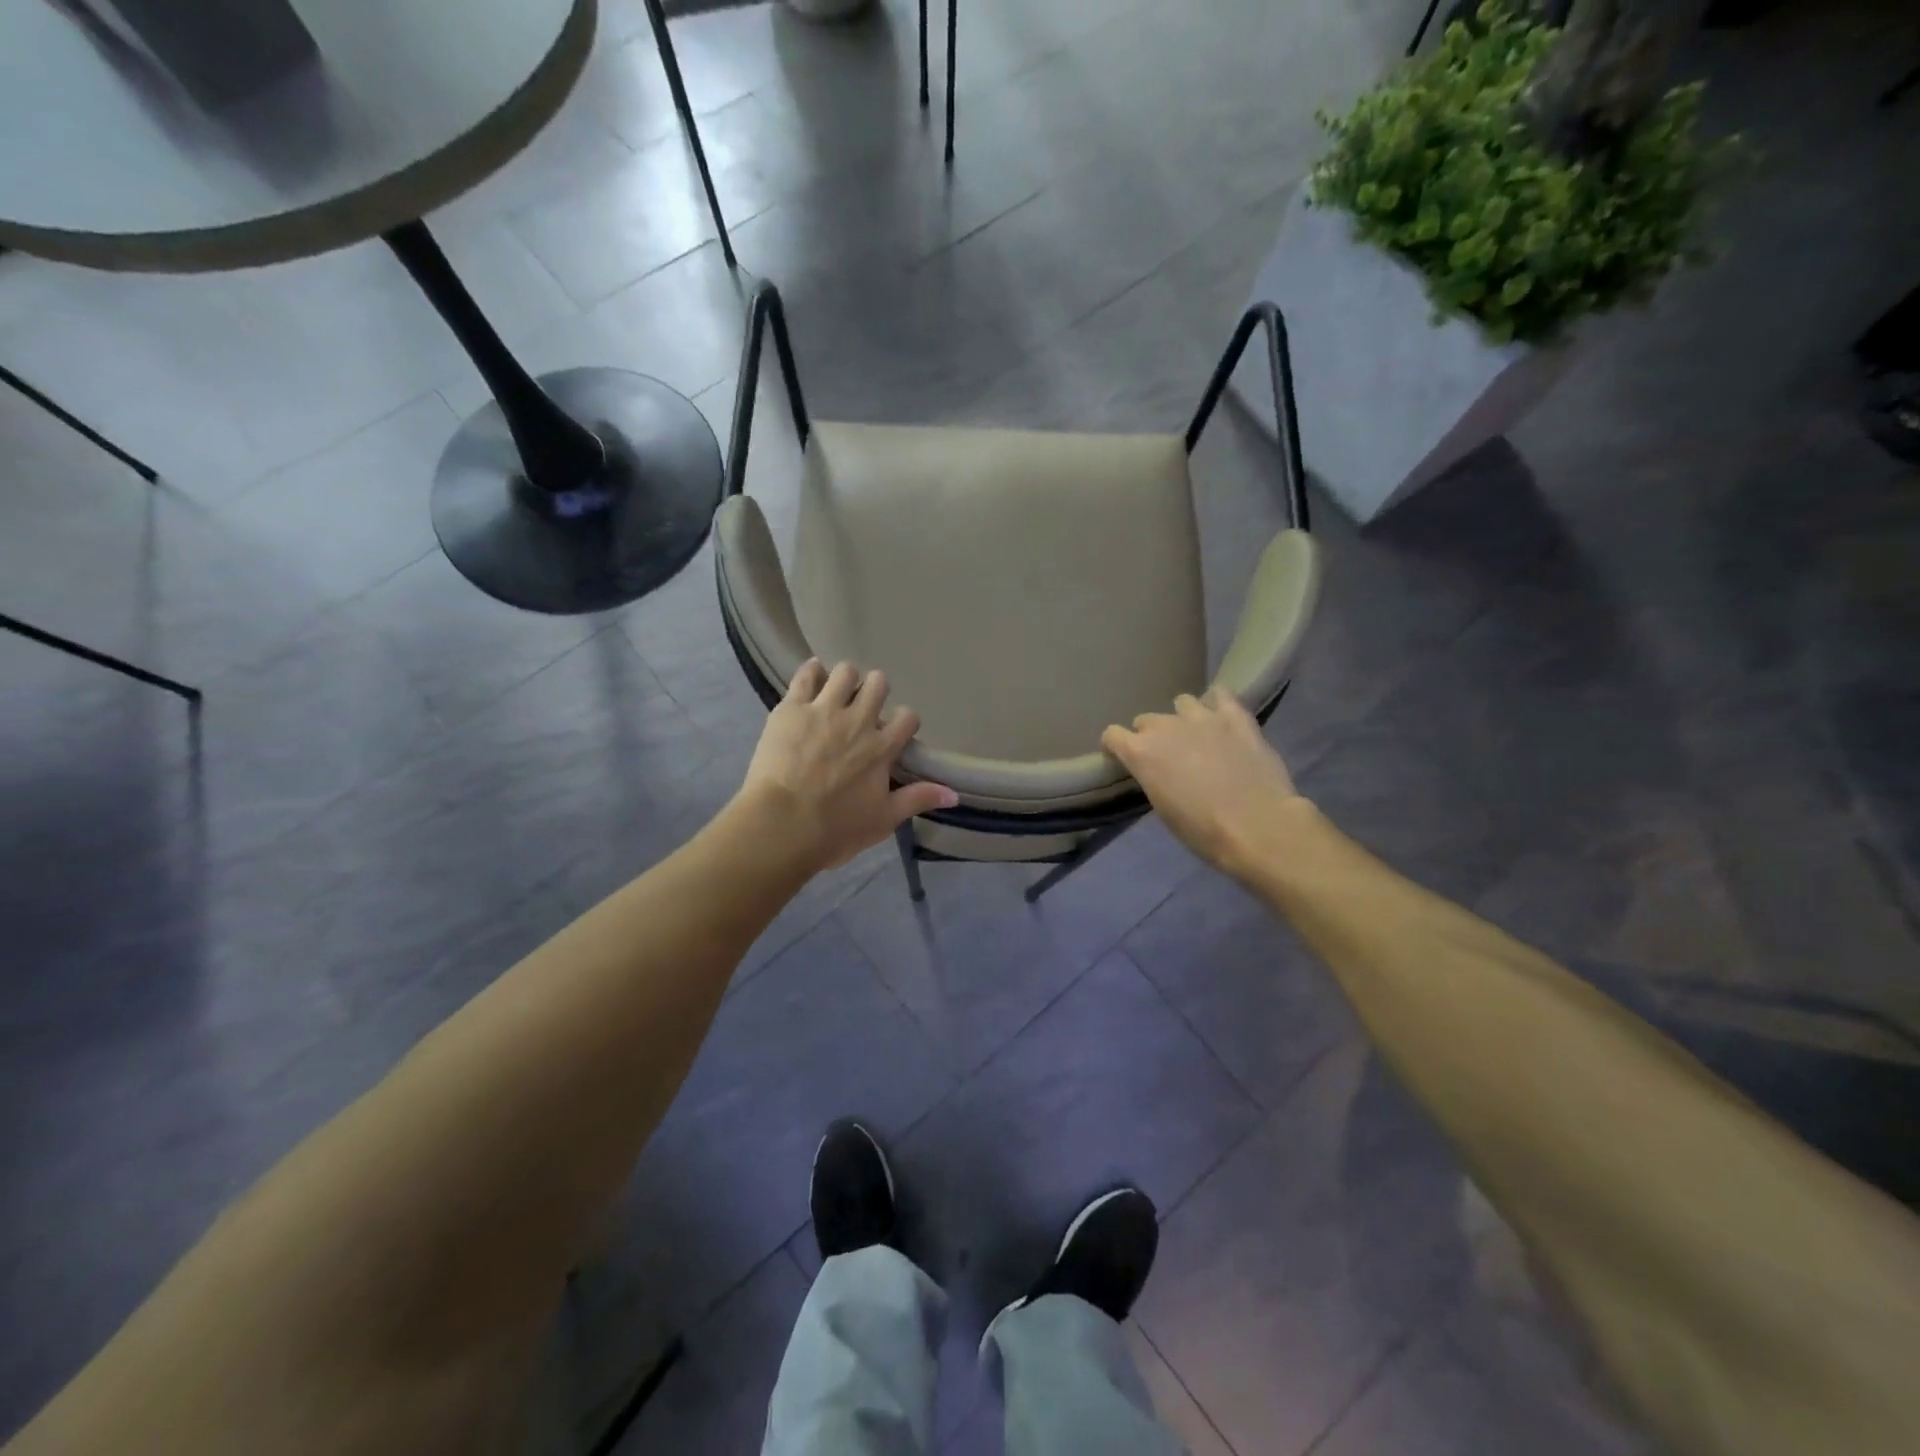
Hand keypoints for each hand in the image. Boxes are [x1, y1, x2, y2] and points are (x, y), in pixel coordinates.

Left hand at [737, 659, 956, 872]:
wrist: (782, 825)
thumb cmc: (836, 828)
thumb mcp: (883, 820)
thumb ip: (918, 800)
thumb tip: (954, 794)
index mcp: (882, 748)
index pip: (907, 717)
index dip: (904, 721)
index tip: (894, 731)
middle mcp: (858, 721)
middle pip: (878, 684)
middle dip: (875, 690)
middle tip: (864, 707)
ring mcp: (824, 710)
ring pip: (845, 672)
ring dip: (846, 679)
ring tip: (837, 692)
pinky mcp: (792, 708)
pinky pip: (806, 675)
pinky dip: (813, 672)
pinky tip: (813, 676)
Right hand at [1102, 687, 1305, 877]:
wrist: (1257, 826)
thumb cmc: (1203, 830)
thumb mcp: (1163, 809)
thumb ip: (1154, 778)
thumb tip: (1159, 771)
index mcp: (1141, 753)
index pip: (1112, 735)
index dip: (1116, 747)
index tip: (1123, 760)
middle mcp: (1165, 727)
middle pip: (1146, 720)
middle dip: (1150, 735)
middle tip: (1166, 756)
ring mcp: (1201, 717)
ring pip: (1181, 702)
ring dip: (1182, 718)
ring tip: (1196, 735)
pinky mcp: (1235, 716)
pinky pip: (1220, 694)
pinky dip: (1217, 704)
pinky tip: (1221, 717)